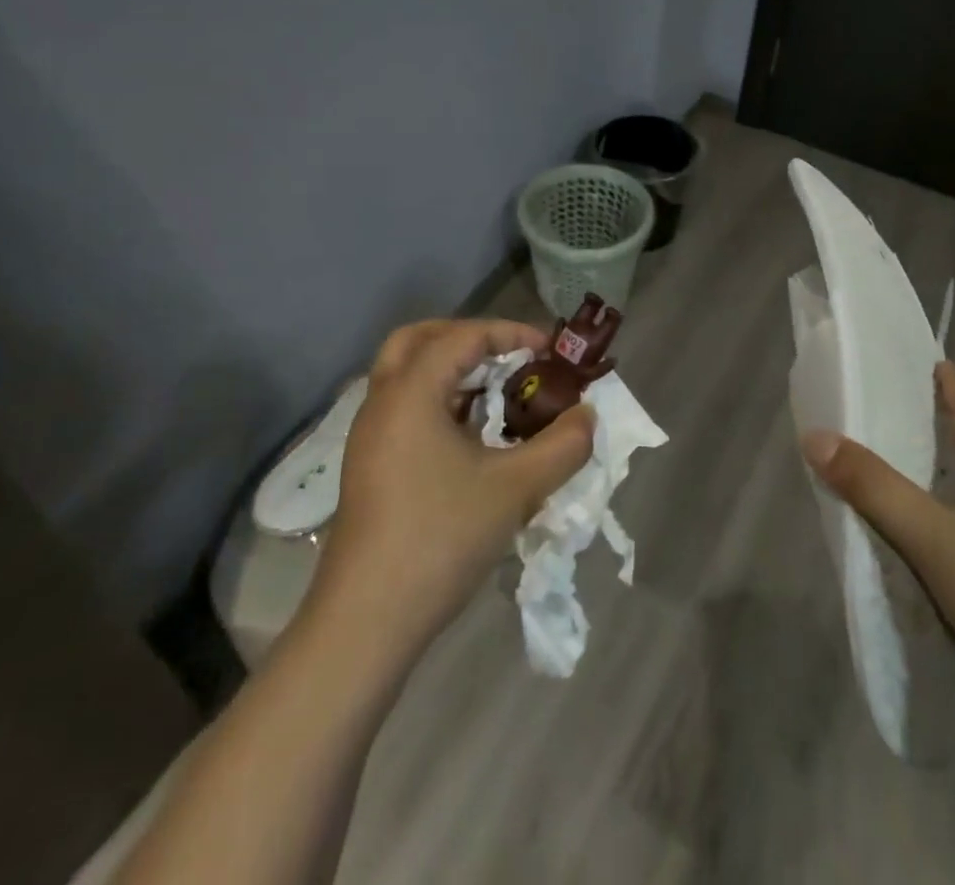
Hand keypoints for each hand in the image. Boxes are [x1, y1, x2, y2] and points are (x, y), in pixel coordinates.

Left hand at [315, 318, 595, 648]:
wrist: (366, 623)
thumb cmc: (440, 539)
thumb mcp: (515, 489)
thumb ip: (562, 445)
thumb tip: (588, 416)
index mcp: (410, 393)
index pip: (462, 336)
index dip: (510, 333)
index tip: (548, 352)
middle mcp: (382, 403)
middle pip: (419, 340)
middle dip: (469, 339)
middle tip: (508, 357)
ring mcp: (370, 438)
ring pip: (409, 376)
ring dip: (453, 372)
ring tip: (499, 396)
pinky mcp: (370, 468)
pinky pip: (405, 409)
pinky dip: (440, 403)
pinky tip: (474, 439)